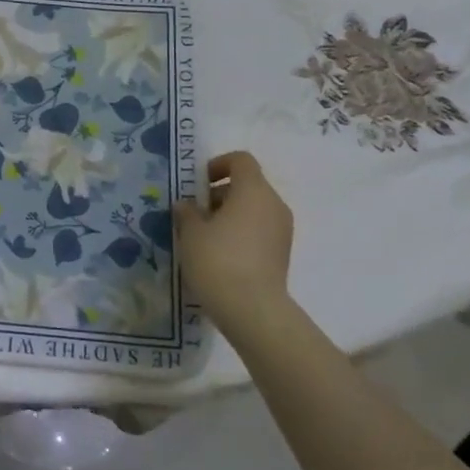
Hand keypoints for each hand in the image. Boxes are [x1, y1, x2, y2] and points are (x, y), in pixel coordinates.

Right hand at [173, 151, 294, 322]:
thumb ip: (187, 212)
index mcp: (253, 190)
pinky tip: (220, 255)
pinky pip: (259, 230)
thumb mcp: (191, 233)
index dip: (218, 165)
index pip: (241, 160)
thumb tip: (186, 205)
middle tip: (195, 213)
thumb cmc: (217, 260)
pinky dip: (241, 233)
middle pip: (248, 185)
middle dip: (220, 194)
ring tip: (204, 237)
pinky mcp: (282, 253)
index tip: (198, 184)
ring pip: (254, 209)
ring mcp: (282, 230)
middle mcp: (273, 204)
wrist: (252, 309)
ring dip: (230, 215)